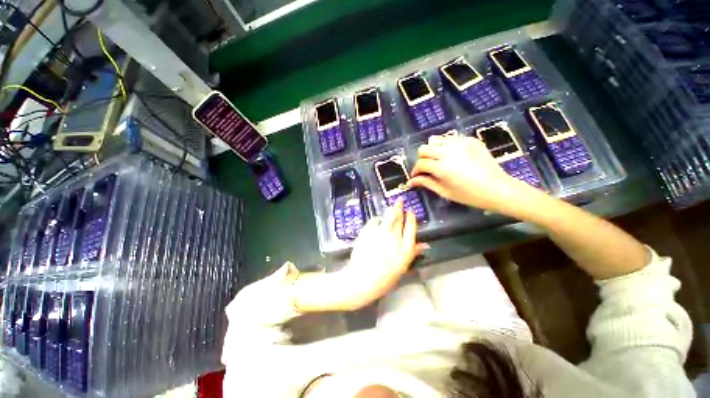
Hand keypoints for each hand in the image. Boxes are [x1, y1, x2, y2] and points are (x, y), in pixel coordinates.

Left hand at [337, 199, 426, 309]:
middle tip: (400, 200)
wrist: (361, 279)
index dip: (411, 217)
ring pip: (388, 215)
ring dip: (390, 209)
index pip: (411, 227)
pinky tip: (377, 222)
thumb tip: (425, 245)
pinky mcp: (368, 230)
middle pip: (399, 218)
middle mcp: (395, 237)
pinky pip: (374, 220)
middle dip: (400, 207)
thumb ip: (413, 253)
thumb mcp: (402, 267)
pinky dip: (377, 220)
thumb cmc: (384, 278)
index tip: (410, 211)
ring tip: (391, 206)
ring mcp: (381, 232)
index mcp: (406, 248)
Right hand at [410, 134, 528, 211]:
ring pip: (436, 139)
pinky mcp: (470, 139)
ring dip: (433, 150)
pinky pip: (450, 138)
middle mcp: (449, 152)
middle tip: (428, 168)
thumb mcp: (444, 192)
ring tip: (439, 160)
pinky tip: (453, 156)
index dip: (415, 171)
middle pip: (424, 148)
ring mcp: (461, 143)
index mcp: (442, 167)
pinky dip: (446, 146)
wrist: (498, 188)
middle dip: (422, 159)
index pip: (421, 163)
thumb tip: (411, 182)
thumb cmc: (469, 195)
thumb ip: (426, 183)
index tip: (417, 176)